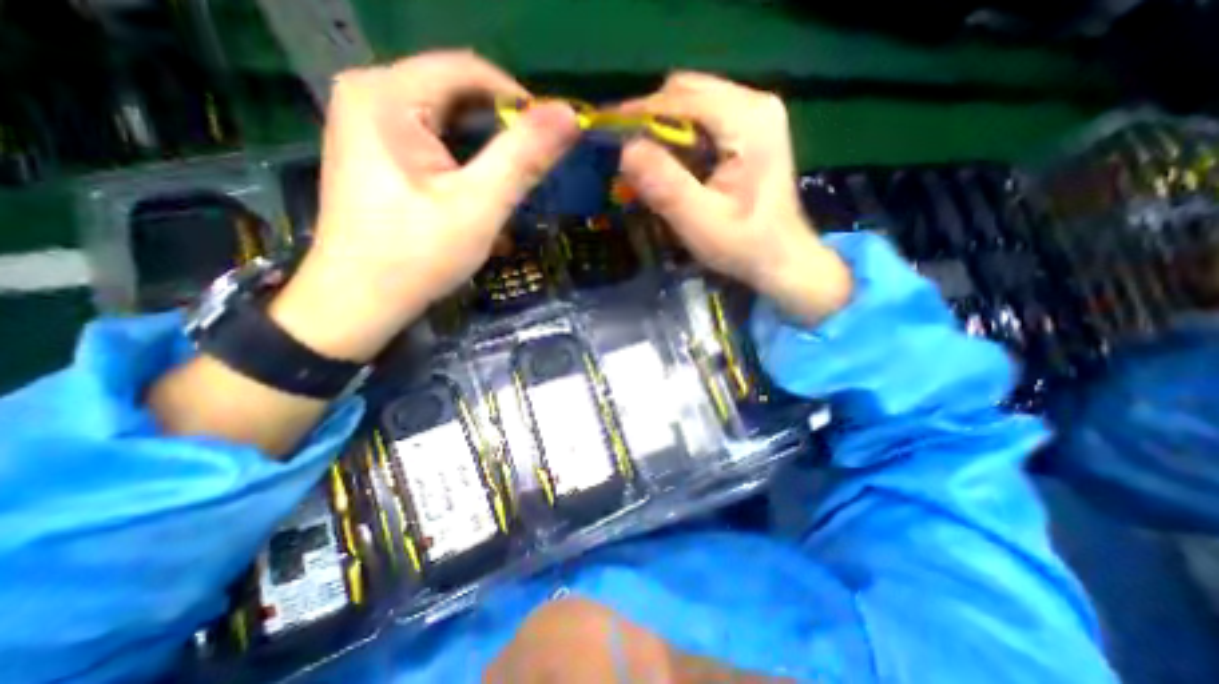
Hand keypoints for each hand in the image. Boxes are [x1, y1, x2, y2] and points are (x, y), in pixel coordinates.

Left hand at [151, 54, 576, 455]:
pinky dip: (477, 169)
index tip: (552, 141)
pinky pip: (449, 150)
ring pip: (459, 127)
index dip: (519, 100)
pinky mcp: (391, 163)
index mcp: (389, 100)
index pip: (471, 70)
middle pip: (466, 98)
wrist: (356, 307)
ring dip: (495, 156)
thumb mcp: (476, 210)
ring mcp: (383, 134)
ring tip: (514, 197)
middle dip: (508, 134)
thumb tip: (567, 117)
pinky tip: (488, 203)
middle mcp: (379, 104)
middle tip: (536, 179)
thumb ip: (520, 158)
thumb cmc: (409, 262)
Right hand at [615, 71, 850, 324]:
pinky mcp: (750, 129)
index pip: (679, 97)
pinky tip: (673, 166)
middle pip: (685, 92)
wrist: (783, 259)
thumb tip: (625, 150)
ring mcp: (754, 113)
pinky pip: (702, 119)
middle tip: (629, 158)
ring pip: (691, 103)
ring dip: (664, 130)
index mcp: (747, 119)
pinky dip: (679, 138)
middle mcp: (754, 103)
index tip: (608, 138)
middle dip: (650, 122)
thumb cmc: (746, 246)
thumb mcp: (701, 223)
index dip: (639, 115)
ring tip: (647, 165)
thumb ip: (666, 186)